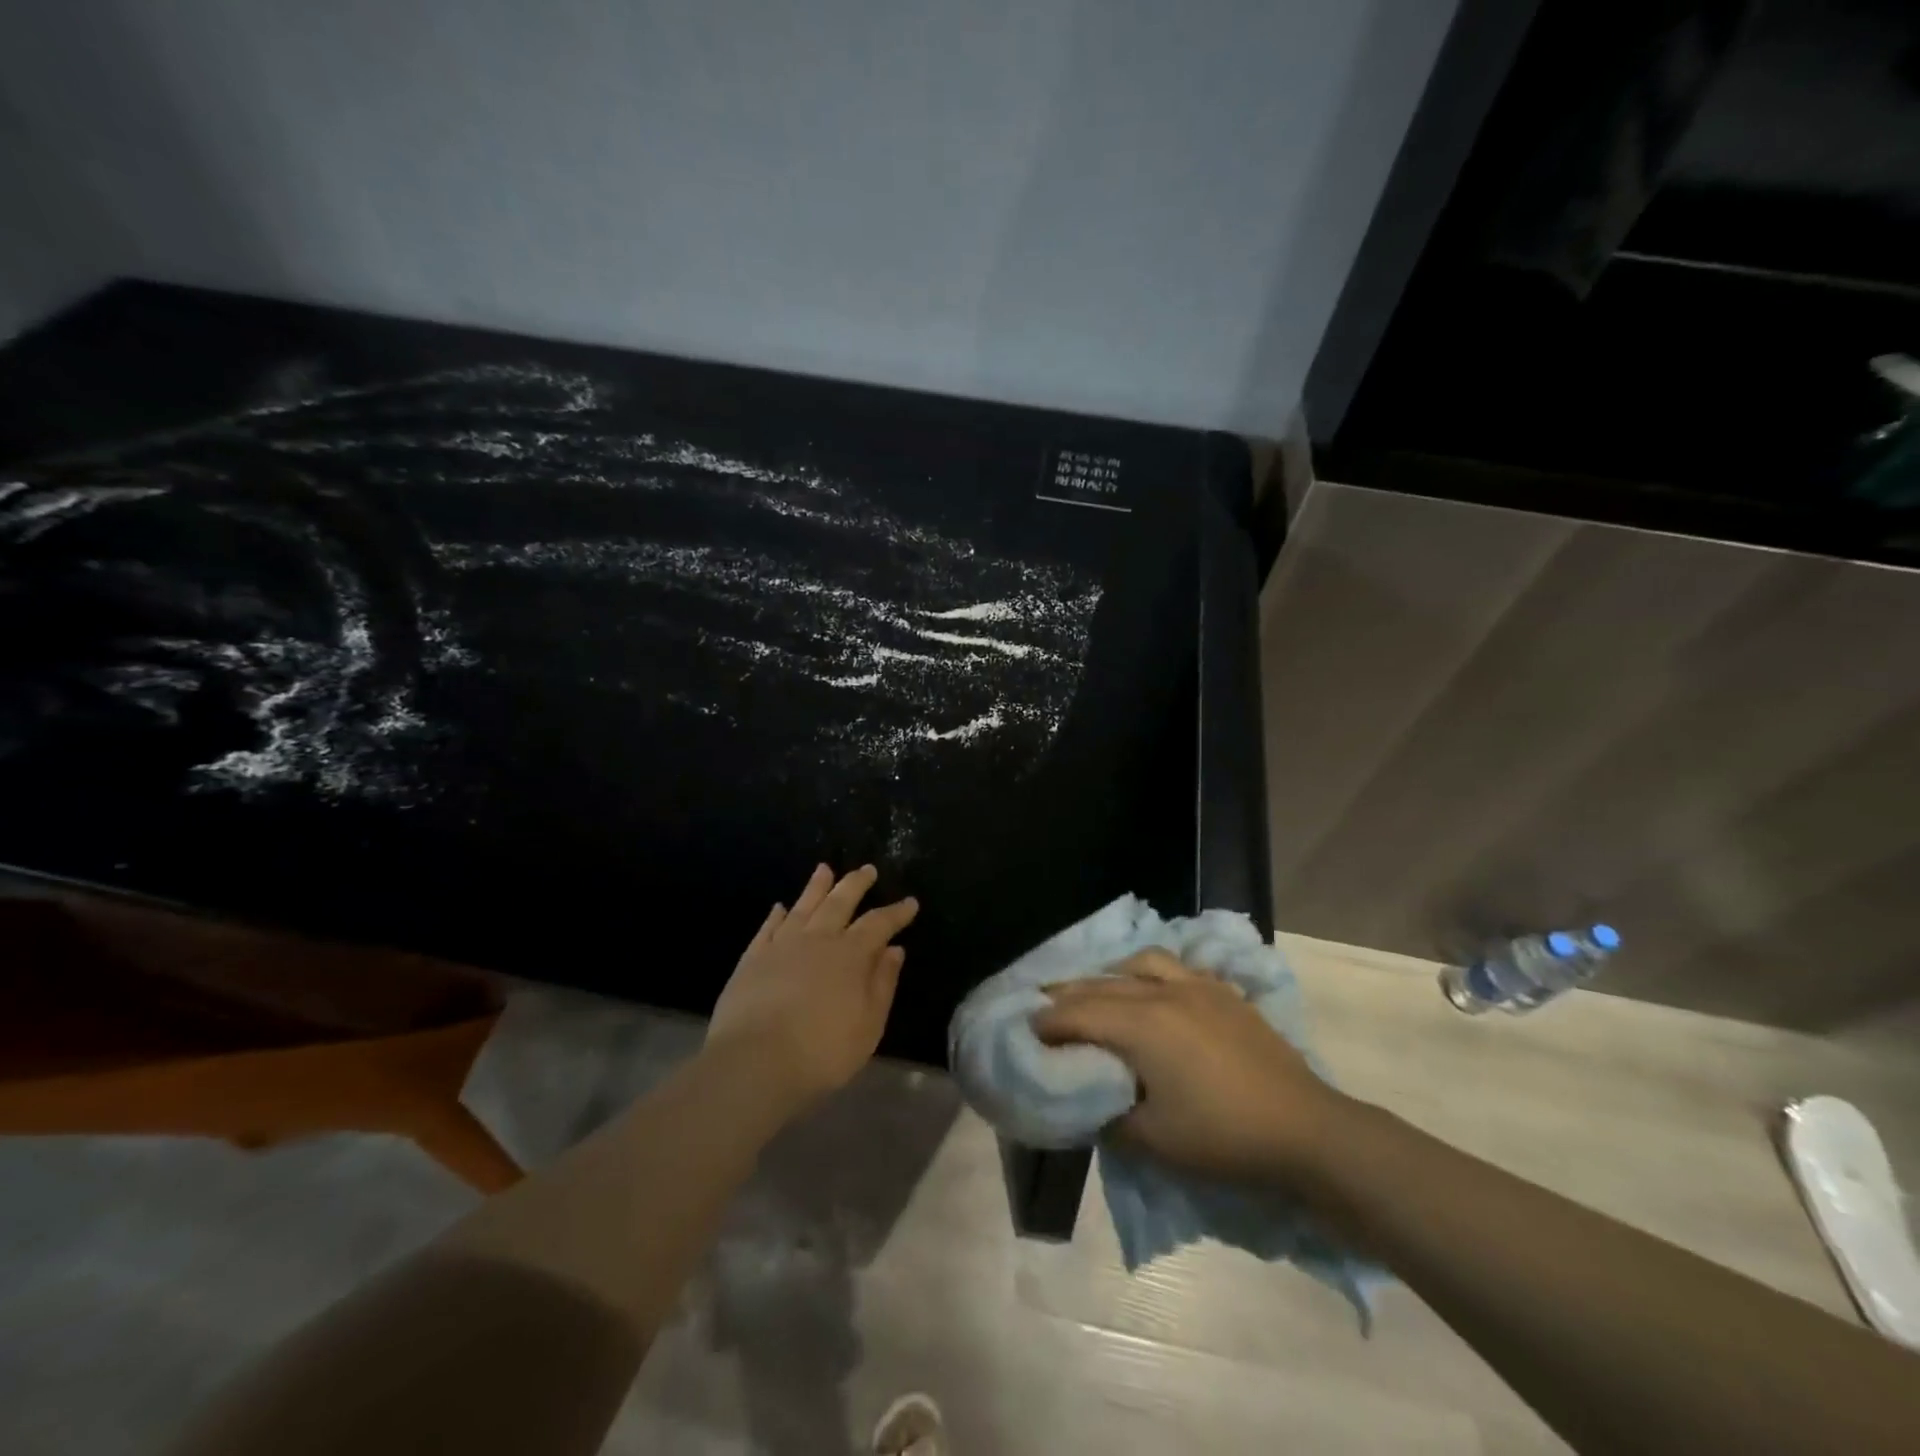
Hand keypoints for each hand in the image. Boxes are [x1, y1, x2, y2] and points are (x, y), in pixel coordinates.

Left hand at [707, 864, 917, 1108]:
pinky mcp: (753, 958)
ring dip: (817, 887)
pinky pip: (768, 928)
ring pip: (804, 906)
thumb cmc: (823, 1050)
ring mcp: (782, 945)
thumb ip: (883, 983)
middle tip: (867, 869)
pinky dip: (777, 915)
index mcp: (851, 954)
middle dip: (857, 884)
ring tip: (824, 869)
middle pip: (840, 902)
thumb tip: (894, 950)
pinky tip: (780, 907)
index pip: (879, 924)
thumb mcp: (868, 1024)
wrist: (755, 1062)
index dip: (896, 912)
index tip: (910, 902)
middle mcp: (818, 939)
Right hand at [1032, 949, 1350, 1184]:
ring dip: (1110, 974)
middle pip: (1102, 984)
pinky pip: (1176, 968)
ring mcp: (1198, 987)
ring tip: (1098, 991)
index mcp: (1142, 1025)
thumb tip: (1089, 1103)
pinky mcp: (1224, 993)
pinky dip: (1151, 973)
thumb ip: (1110, 1117)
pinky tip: (1153, 989)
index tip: (1027, 1030)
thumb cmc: (1224, 1137)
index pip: (1079, 1013)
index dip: (1048, 1021)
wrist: (1305, 1130)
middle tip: (1045, 1008)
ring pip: (1140, 963)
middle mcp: (1163, 992)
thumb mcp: (1154, 1141)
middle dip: (1068, 994)